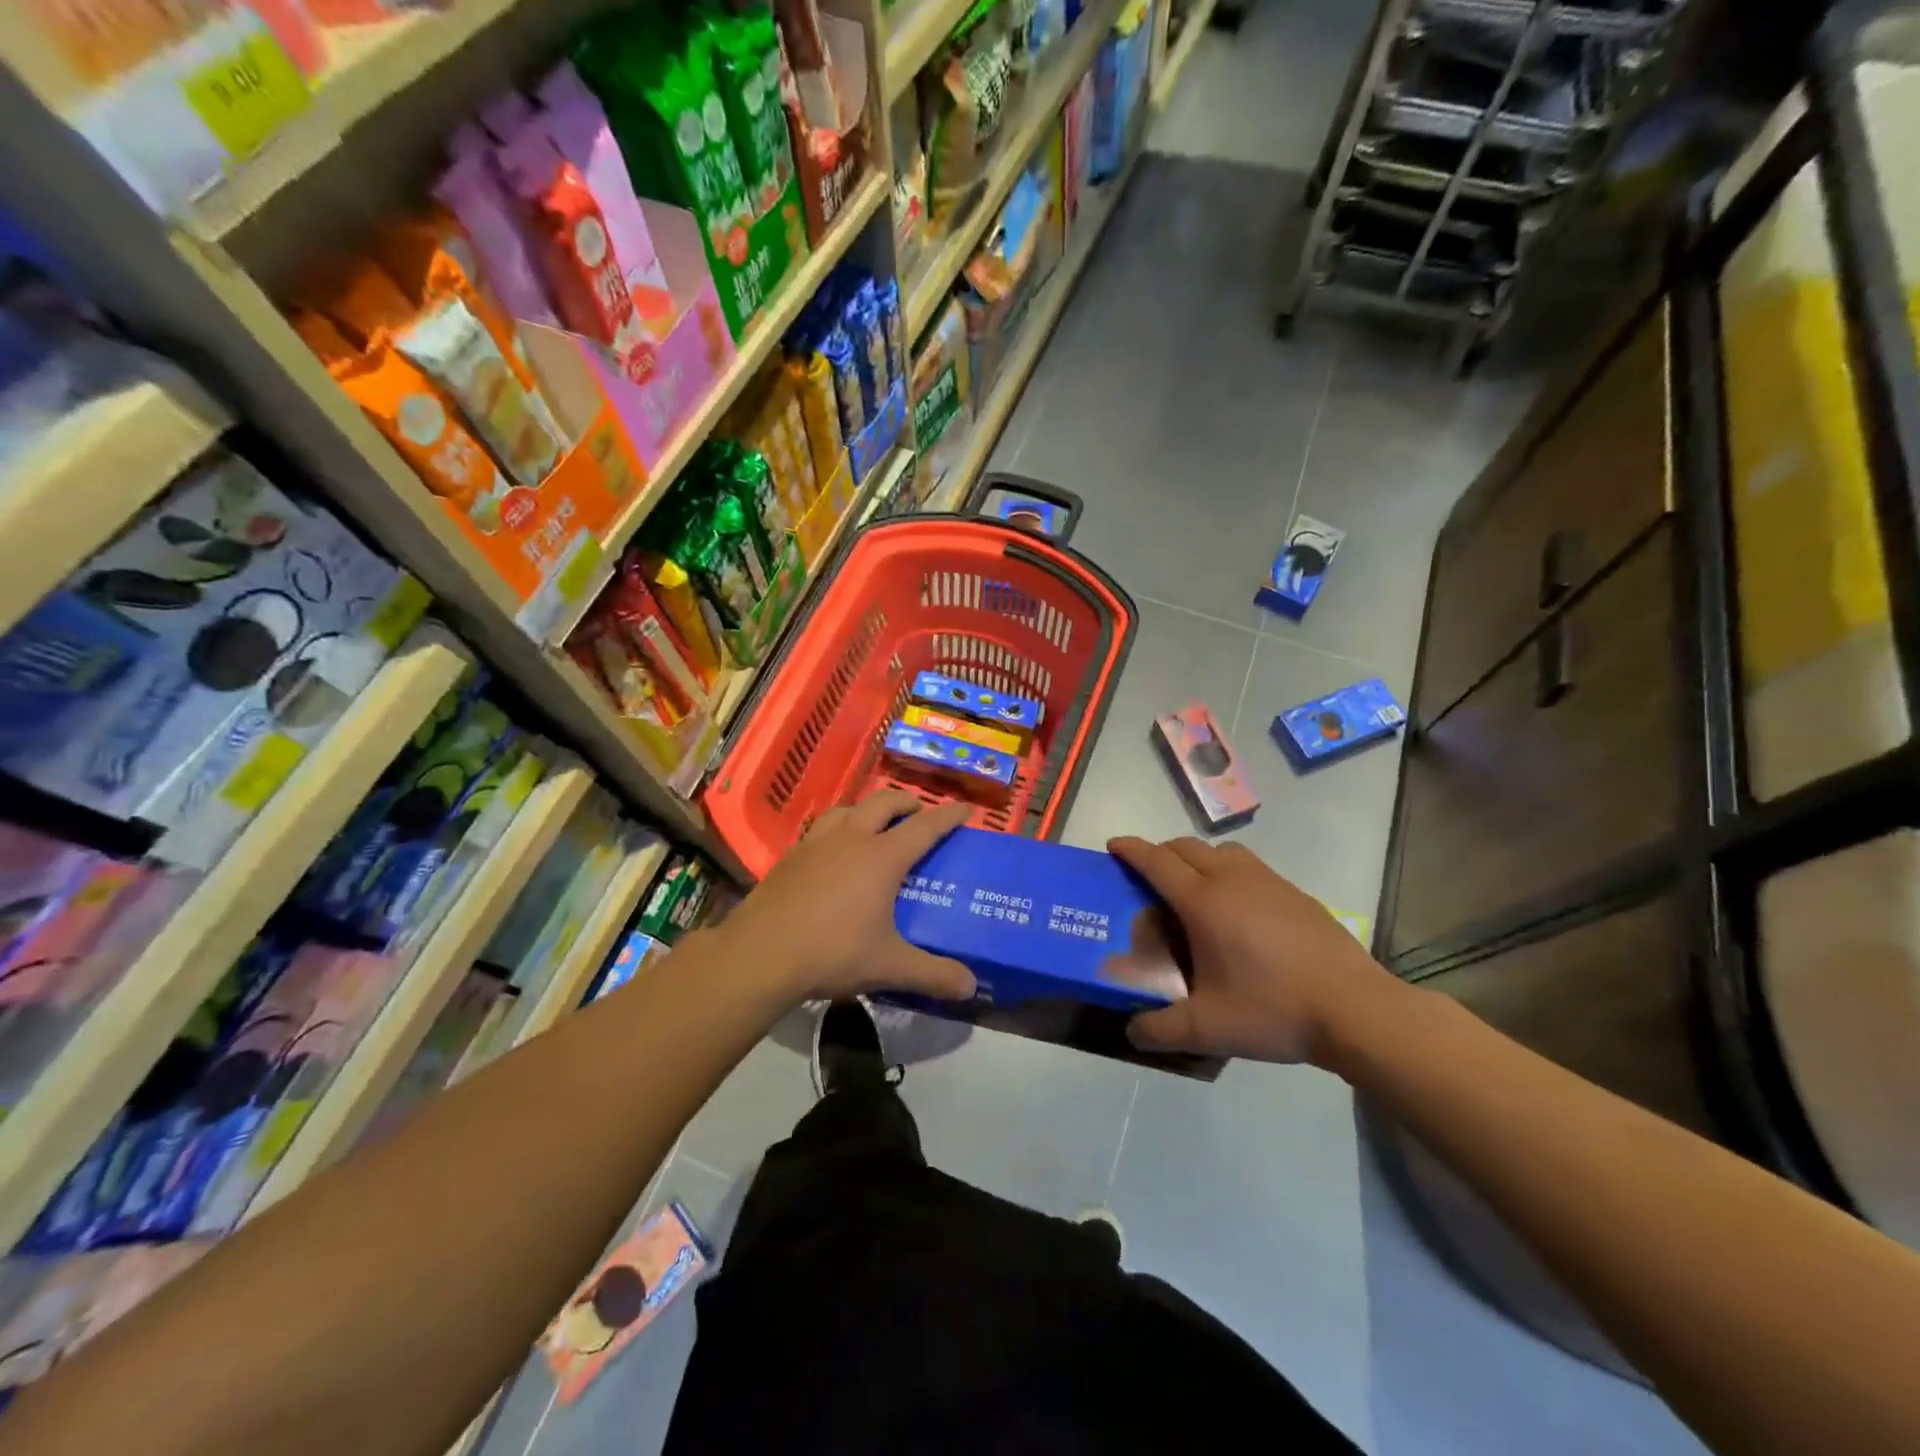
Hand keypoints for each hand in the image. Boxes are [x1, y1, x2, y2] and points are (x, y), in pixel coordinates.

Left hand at [722, 791, 977, 1003]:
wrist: (760, 954)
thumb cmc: (832, 952)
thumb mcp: (889, 966)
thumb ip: (932, 974)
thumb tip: (970, 987)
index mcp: (882, 857)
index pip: (925, 826)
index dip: (949, 816)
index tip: (967, 809)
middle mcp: (851, 838)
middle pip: (885, 803)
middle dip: (907, 803)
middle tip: (919, 815)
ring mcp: (817, 843)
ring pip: (849, 808)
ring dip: (869, 810)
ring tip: (875, 826)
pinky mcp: (791, 855)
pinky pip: (822, 827)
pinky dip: (839, 828)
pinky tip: (834, 852)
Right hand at [1108, 836, 1402, 1064]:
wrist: (1355, 1009)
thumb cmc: (1273, 1009)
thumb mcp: (1208, 1029)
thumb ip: (1161, 1030)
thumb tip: (1132, 1032)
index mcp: (1203, 901)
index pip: (1156, 861)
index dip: (1130, 849)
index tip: (1113, 846)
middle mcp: (1232, 879)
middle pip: (1186, 847)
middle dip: (1160, 852)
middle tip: (1148, 876)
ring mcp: (1269, 882)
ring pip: (1222, 851)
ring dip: (1199, 858)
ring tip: (1195, 890)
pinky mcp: (1296, 893)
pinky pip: (1251, 867)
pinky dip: (1231, 872)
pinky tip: (1241, 911)